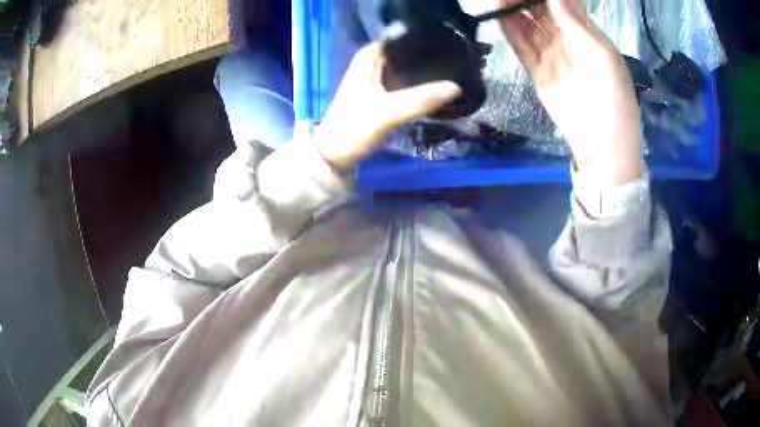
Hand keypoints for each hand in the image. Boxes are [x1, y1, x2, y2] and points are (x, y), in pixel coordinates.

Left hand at [314, 43, 461, 168]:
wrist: (334, 155)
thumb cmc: (353, 129)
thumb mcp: (386, 113)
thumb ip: (420, 100)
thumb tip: (456, 87)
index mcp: (369, 57)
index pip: (401, 38)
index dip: (423, 41)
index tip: (449, 46)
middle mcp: (371, 62)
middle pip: (405, 53)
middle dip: (427, 57)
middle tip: (455, 63)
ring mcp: (374, 78)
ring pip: (404, 68)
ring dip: (423, 72)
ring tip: (450, 74)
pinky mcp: (379, 94)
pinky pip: (402, 82)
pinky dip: (416, 85)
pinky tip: (433, 89)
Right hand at [499, 0, 644, 184]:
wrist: (602, 147)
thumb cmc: (613, 101)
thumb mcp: (603, 58)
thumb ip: (578, 24)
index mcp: (587, 34)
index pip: (561, 4)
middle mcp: (567, 40)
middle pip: (542, 11)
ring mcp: (551, 55)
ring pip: (529, 25)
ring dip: (513, 10)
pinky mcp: (537, 71)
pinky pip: (522, 45)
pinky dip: (510, 31)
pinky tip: (498, 16)